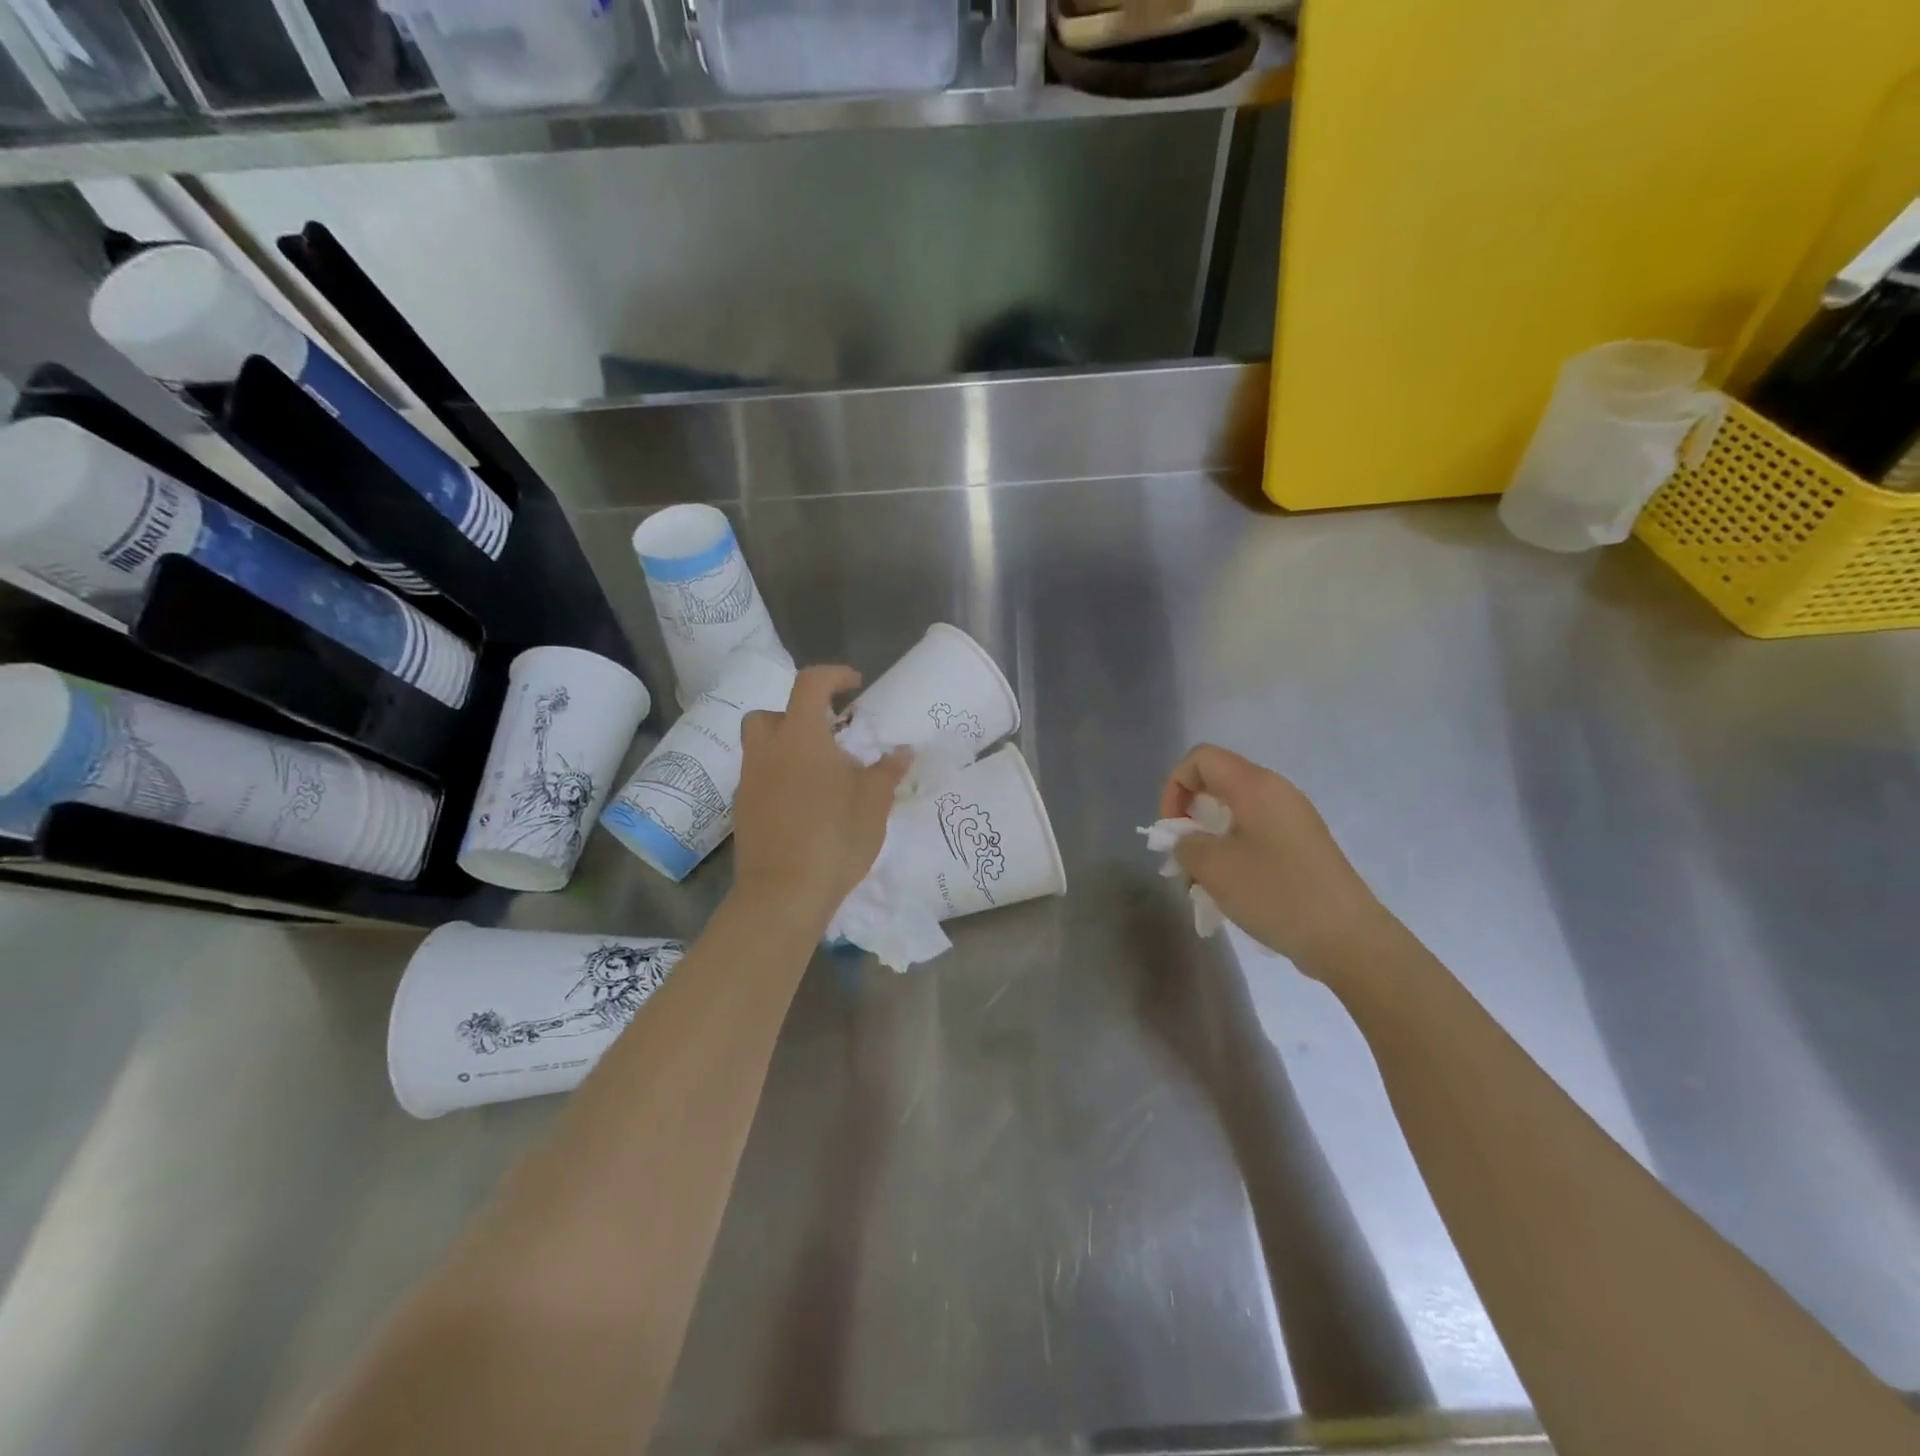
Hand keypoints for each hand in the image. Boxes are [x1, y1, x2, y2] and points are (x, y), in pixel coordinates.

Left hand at [732, 666, 908, 928]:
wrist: (784, 893)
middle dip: (797, 715)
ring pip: (760, 746)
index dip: (833, 675)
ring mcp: (749, 781)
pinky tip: (802, 805)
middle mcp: (767, 751)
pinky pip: (758, 778)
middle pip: (770, 713)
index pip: (810, 684)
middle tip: (827, 735)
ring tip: (817, 774)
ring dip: (786, 747)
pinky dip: (777, 778)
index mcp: (800, 737)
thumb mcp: (874, 803)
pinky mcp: (741, 810)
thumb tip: (903, 750)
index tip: (854, 685)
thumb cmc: (835, 838)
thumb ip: (888, 771)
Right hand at [1160, 744, 1386, 968]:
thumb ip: (1186, 844)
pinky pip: (1255, 833)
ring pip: (1235, 813)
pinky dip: (1233, 852)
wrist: (1348, 938)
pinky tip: (1231, 890)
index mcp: (1254, 786)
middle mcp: (1276, 791)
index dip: (1175, 787)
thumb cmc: (1275, 893)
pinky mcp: (1303, 844)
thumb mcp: (1214, 868)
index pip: (1200, 759)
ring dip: (1210, 841)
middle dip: (1189, 819)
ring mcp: (1294, 818)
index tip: (1172, 829)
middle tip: (1183, 859)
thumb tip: (1187, 841)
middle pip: (1217, 784)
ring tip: (1202, 883)